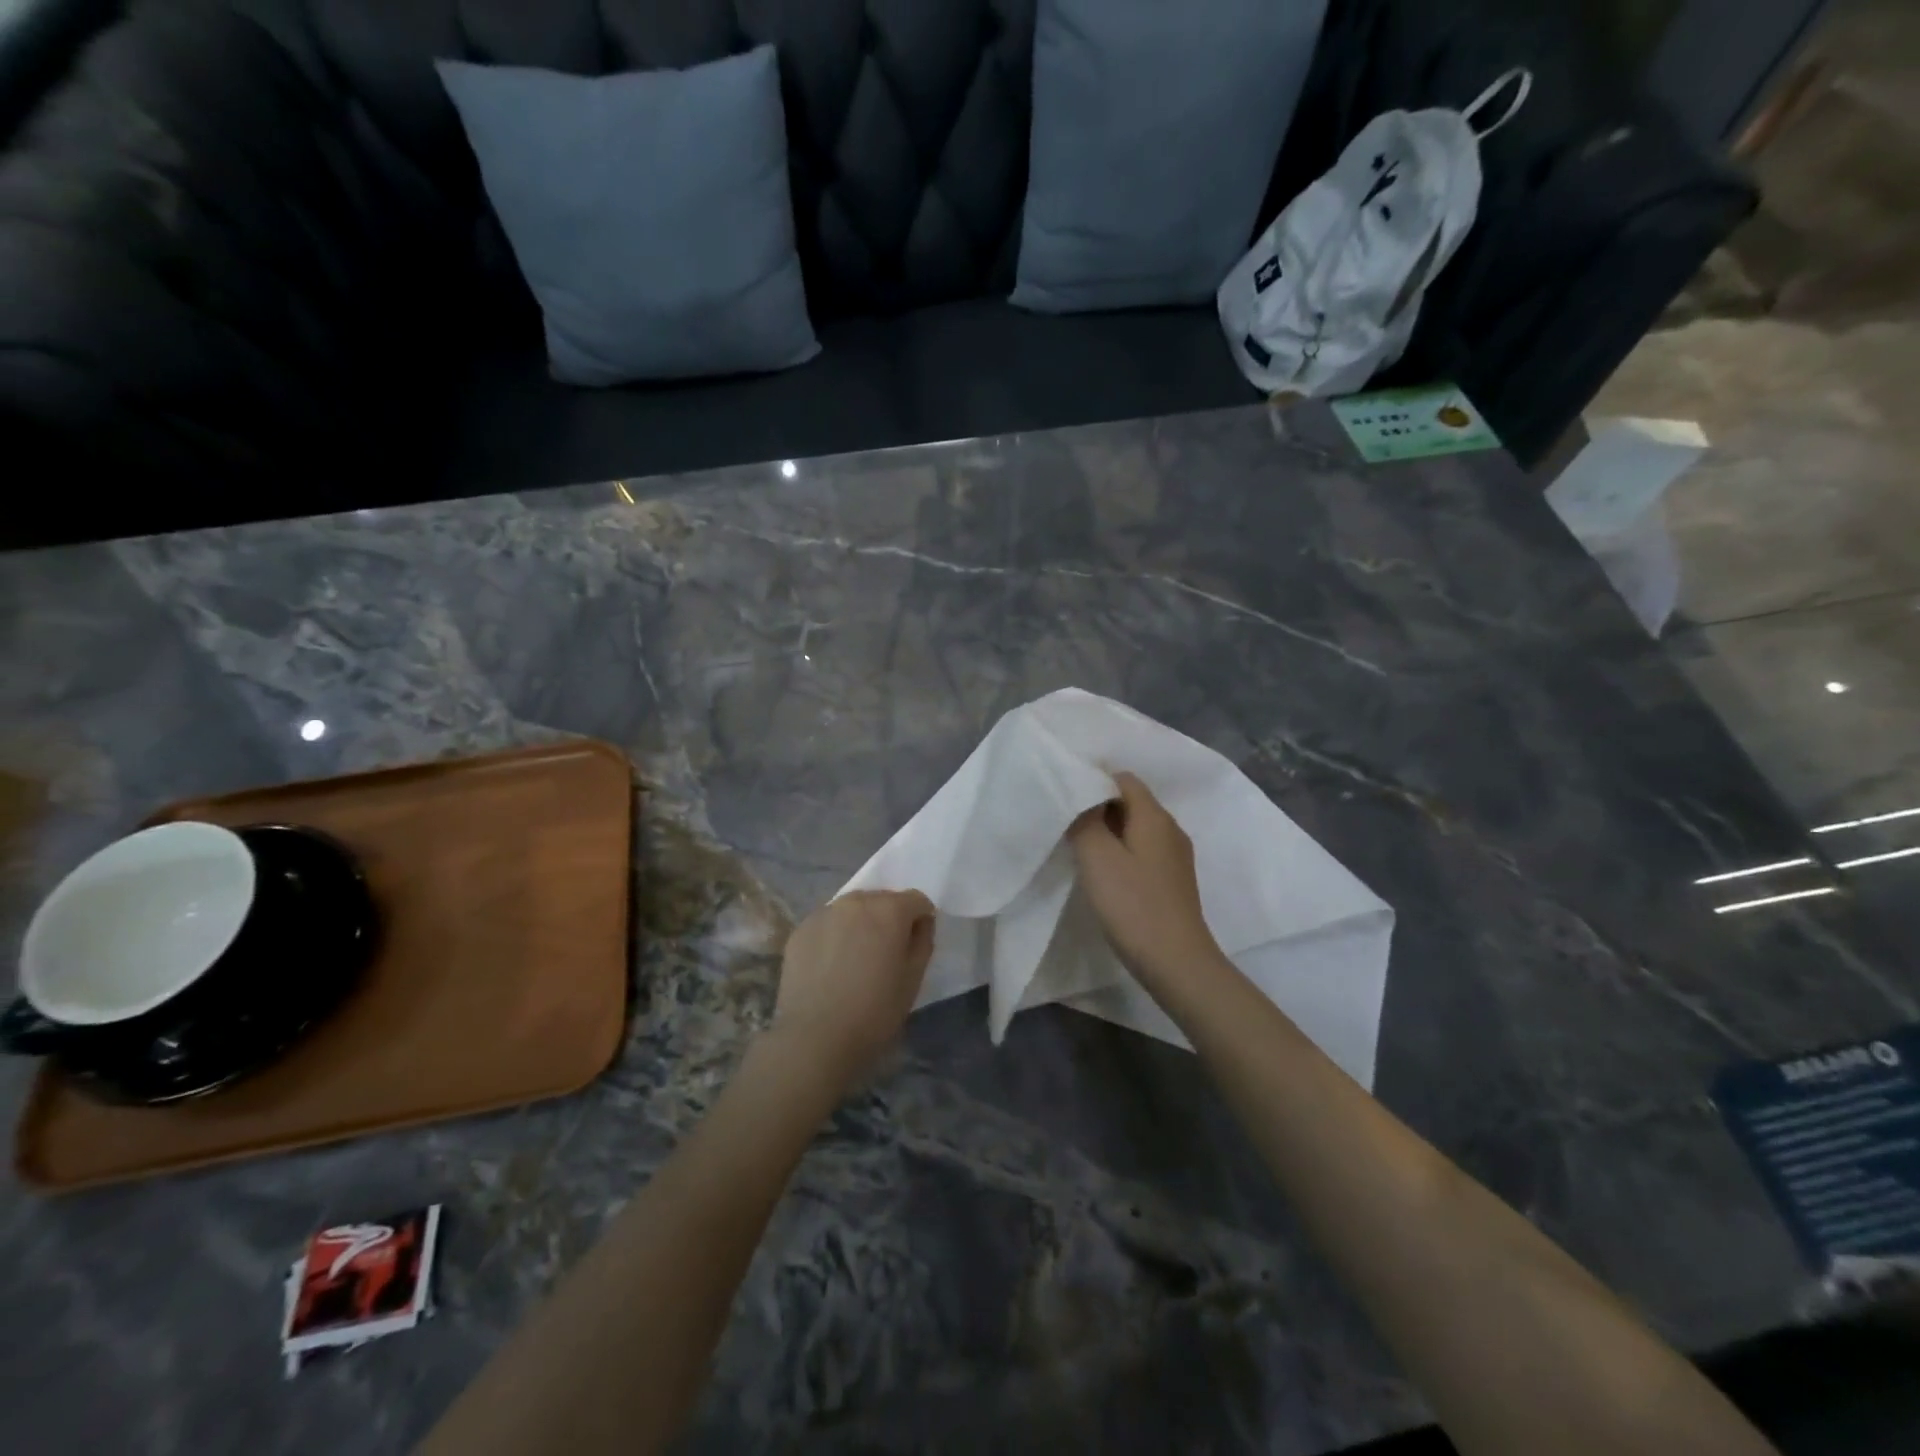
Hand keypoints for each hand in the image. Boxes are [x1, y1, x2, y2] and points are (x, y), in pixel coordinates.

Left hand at [770, 890, 935, 1085]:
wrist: (814, 1038)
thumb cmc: (874, 1012)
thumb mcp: (913, 980)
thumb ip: (922, 942)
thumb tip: (920, 923)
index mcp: (889, 910)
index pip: (916, 900)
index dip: (920, 920)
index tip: (914, 945)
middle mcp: (856, 901)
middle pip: (882, 899)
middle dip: (889, 919)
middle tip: (885, 954)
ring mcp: (824, 913)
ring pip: (852, 909)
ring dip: (860, 924)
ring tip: (855, 959)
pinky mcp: (800, 929)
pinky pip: (827, 923)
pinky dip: (834, 935)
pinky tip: (830, 966)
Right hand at [1068, 773, 1224, 986]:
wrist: (1177, 962)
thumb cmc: (1134, 905)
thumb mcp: (1097, 858)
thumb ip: (1084, 821)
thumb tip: (1081, 799)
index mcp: (1154, 816)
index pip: (1123, 779)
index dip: (1093, 781)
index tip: (1065, 798)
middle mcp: (1170, 829)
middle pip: (1131, 802)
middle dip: (1098, 807)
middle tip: (1066, 823)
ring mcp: (1175, 857)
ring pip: (1136, 829)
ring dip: (1108, 832)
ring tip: (1080, 848)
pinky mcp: (1173, 881)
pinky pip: (1143, 852)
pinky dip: (1121, 853)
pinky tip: (1104, 874)